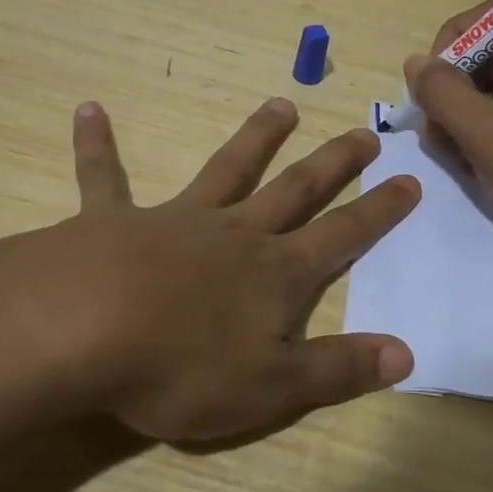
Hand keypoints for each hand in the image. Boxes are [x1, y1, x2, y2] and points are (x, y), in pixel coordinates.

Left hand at [0, 97, 420, 443]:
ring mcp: (175, 219)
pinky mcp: (114, 219)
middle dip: (333, 164)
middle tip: (362, 133)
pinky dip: (97, 144)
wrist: (82, 330)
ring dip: (255, 137)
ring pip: (225, 169)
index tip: (410, 181)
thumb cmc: (181, 367)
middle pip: (295, 189)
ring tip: (281, 105)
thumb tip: (406, 353)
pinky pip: (104, 177)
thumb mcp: (271, 386)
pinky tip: (88, 109)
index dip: (379, 212)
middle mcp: (234, 233)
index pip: (341, 236)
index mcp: (274, 273)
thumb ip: (338, 370)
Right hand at [405, 3, 492, 274]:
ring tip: (460, 160)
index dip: (448, 51)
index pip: (487, 17)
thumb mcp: (491, 137)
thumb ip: (443, 93)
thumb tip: (415, 63)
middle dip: (458, 92)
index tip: (429, 99)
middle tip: (438, 139)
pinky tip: (484, 166)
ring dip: (472, 117)